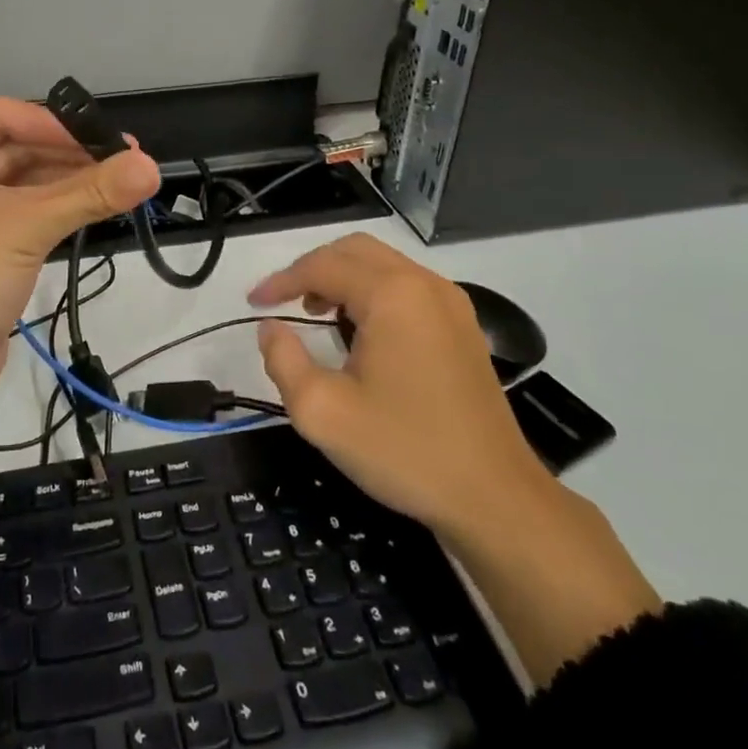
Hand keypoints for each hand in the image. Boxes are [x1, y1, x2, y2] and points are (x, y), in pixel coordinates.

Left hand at [0, 97, 160, 414]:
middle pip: (13, 150)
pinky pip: (21, 218)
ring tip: (120, 184)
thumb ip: (89, 193)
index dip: (53, 124)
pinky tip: (93, 209)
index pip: (0, 117)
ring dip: (66, 184)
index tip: (103, 140)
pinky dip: (54, 212)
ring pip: (20, 186)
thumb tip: (151, 166)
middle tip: (125, 160)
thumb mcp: (24, 227)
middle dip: (67, 154)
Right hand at [249, 233, 553, 541]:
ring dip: (343, 278)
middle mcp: (424, 285)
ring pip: (383, 265)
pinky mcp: (464, 326)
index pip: (322, 266)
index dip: (280, 281)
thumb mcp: (322, 412)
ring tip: (316, 314)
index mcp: (392, 296)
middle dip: (312, 269)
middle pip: (355, 251)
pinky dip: (373, 293)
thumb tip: (271, 328)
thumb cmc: (404, 450)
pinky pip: (407, 287)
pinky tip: (359, 331)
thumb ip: (283, 360)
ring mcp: (451, 303)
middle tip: (283, 302)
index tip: (253, 304)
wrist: (494, 497)